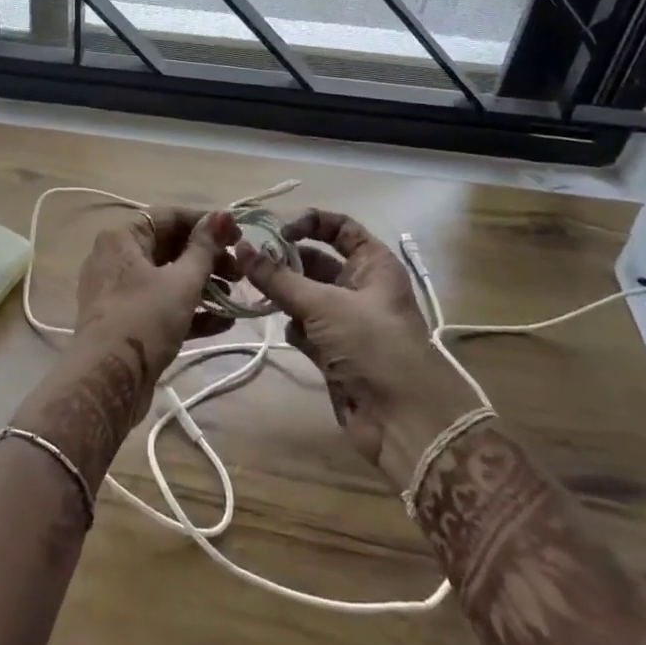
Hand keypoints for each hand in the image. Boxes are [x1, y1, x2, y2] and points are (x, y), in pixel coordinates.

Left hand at [71, 208, 240, 381]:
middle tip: (240, 270)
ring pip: (167, 279)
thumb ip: (204, 248)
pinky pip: (162, 306)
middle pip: (169, 247)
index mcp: (122, 238)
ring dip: (203, 285)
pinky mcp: (128, 322)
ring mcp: (120, 292)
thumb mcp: (181, 281)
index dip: (205, 222)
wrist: (108, 381)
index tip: (237, 234)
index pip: (168, 217)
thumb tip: (222, 216)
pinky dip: (190, 310)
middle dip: (207, 257)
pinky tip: (224, 323)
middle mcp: (116, 259)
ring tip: (235, 296)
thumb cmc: (144, 319)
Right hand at [237, 210, 474, 489]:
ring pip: (306, 295)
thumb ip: (278, 277)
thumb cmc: (372, 345)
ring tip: (255, 292)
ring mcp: (347, 321)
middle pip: (317, 261)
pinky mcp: (335, 352)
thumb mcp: (323, 304)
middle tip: (249, 262)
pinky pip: (305, 327)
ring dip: (283, 293)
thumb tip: (240, 248)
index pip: (340, 228)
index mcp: (373, 265)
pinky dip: (293, 326)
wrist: (404, 421)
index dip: (309, 223)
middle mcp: (361, 287)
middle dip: (286, 261)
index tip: (276, 233)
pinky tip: (286, 330)